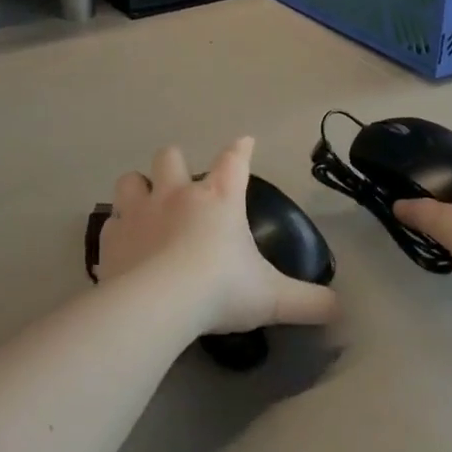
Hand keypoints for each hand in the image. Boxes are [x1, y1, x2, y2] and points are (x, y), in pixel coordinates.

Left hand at [100, 138, 339, 336]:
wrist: (158, 304)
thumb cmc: (221, 289)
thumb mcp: (273, 298)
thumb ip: (309, 302)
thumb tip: (341, 309)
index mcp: (219, 199)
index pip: (234, 160)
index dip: (241, 149)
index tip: (245, 142)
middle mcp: (176, 195)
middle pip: (169, 156)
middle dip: (175, 162)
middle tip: (182, 184)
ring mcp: (139, 213)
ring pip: (131, 180)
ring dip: (138, 188)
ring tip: (146, 205)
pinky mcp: (111, 239)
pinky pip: (110, 222)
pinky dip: (118, 229)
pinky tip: (124, 245)